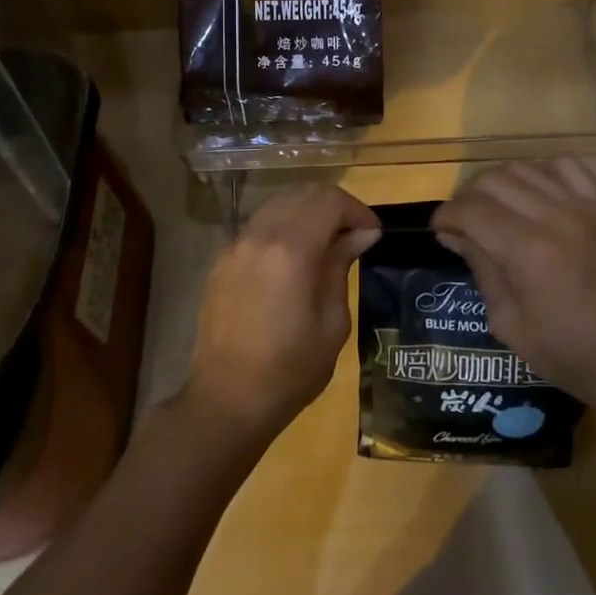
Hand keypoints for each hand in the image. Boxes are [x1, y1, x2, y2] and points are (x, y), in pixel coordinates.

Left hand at [183, 185, 381, 446]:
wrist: (226, 400)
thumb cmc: (289, 370)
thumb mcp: (332, 323)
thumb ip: (341, 267)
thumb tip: (359, 235)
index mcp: (291, 250)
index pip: (329, 201)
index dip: (357, 211)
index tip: (373, 234)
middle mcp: (259, 235)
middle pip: (303, 194)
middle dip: (335, 207)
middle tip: (355, 236)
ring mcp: (236, 245)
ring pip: (278, 204)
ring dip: (308, 213)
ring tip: (327, 244)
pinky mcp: (223, 259)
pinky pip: (259, 225)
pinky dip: (284, 226)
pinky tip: (295, 257)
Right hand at [432, 160, 595, 413]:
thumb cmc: (569, 354)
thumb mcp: (509, 324)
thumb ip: (482, 270)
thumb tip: (454, 235)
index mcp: (529, 251)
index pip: (471, 210)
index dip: (446, 216)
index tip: (440, 230)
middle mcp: (556, 217)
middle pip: (494, 180)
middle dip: (468, 197)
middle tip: (465, 222)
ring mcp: (587, 206)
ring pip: (527, 166)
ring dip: (502, 182)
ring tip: (498, 207)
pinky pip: (571, 165)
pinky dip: (546, 171)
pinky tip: (540, 194)